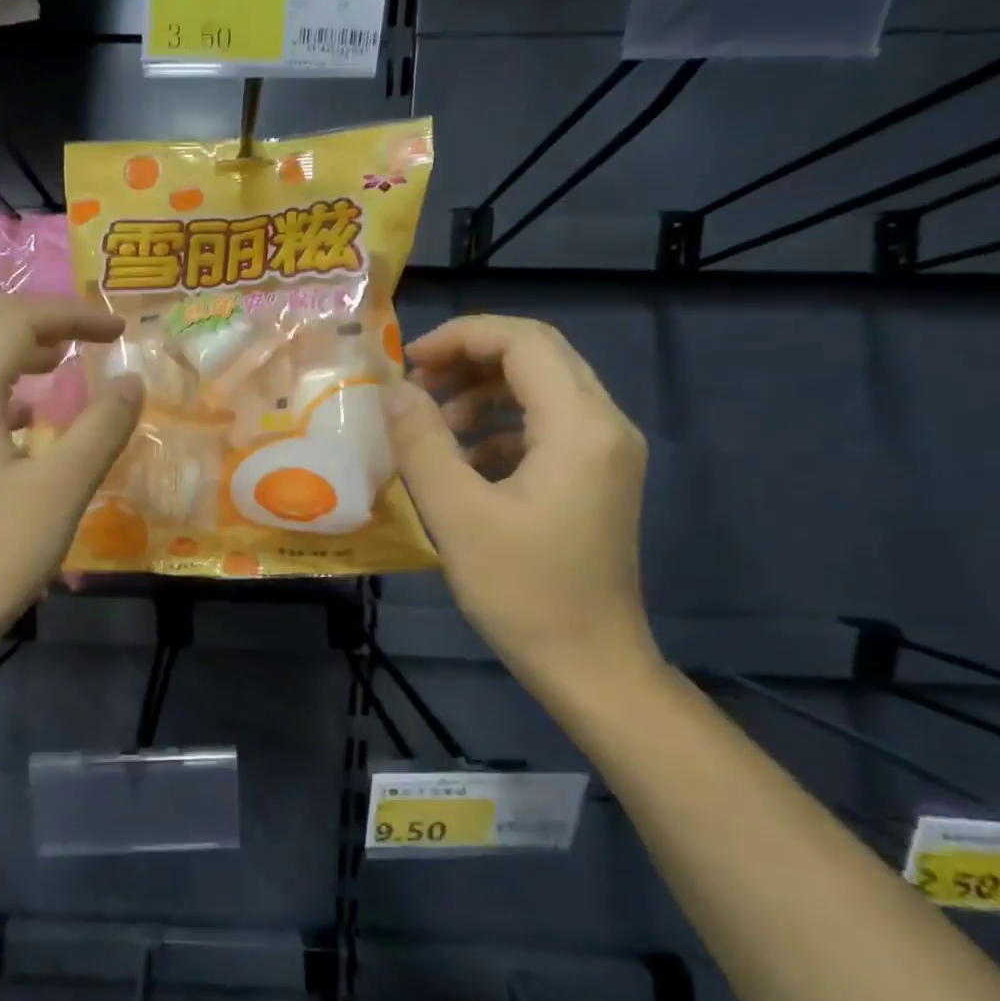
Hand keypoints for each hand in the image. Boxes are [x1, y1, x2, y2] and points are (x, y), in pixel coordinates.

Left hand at [0, 297, 142, 649]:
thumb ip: (102, 427)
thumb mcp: (63, 489)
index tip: (119, 330)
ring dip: (5, 348)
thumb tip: (130, 381)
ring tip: (56, 365)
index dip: (73, 317)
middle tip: (75, 336)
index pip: (18, 325)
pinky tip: (23, 418)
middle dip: (27, 317)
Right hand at [384, 315, 656, 684]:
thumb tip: (392, 392)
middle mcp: (605, 426)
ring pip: (543, 390)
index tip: (406, 363)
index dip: (461, 337)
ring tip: (434, 428)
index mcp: (580, 426)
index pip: (524, 342)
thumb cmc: (522, 591)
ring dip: (483, 394)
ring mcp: (607, 454)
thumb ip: (422, 444)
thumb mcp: (457, 515)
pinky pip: (547, 427)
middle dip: (469, 360)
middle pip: (538, 357)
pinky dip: (501, 428)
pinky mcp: (597, 479)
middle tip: (414, 388)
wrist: (589, 663)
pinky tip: (464, 463)